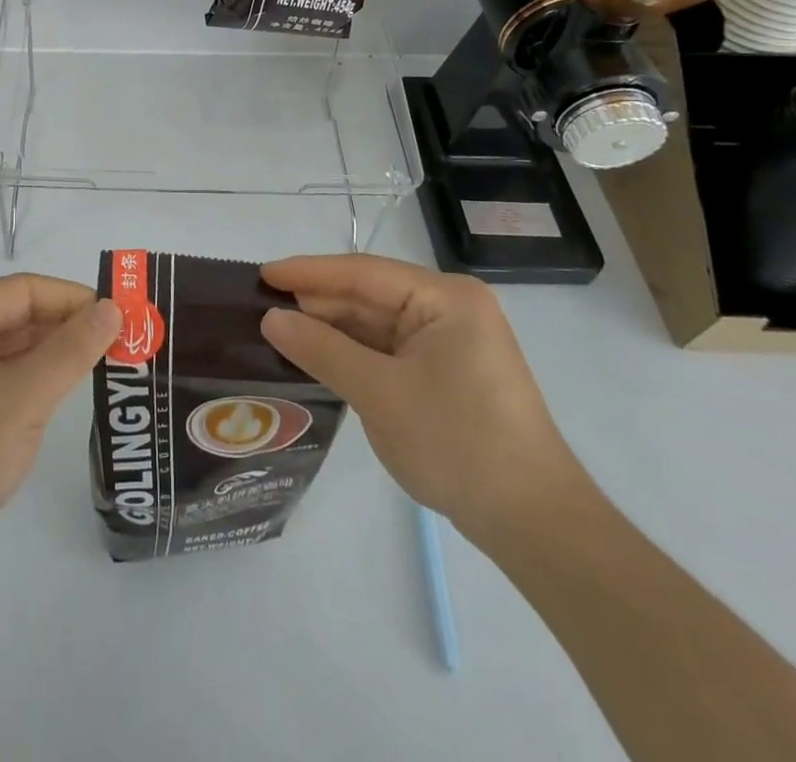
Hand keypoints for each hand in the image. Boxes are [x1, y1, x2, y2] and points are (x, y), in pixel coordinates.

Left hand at [0, 274, 121, 566]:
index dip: (74, 297)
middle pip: (19, 315)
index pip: (25, 289)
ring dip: (57, 353)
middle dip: (69, 325)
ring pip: (14, 348)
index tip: (122, 313)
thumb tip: (113, 308)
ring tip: (108, 361)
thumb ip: (72, 349)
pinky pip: (5, 377)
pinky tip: (68, 389)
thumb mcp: (24, 396)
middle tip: (124, 339)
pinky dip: (37, 379)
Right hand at [260, 255, 590, 544]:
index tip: (261, 274)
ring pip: (375, 324)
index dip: (309, 273)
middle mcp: (449, 308)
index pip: (364, 273)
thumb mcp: (380, 394)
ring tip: (278, 331)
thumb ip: (322, 350)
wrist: (534, 523)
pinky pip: (388, 350)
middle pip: (369, 296)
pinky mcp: (445, 371)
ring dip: (331, 330)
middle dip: (317, 303)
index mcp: (445, 298)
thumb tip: (270, 319)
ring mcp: (449, 341)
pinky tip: (317, 357)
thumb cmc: (458, 443)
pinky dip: (352, 354)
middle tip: (261, 308)